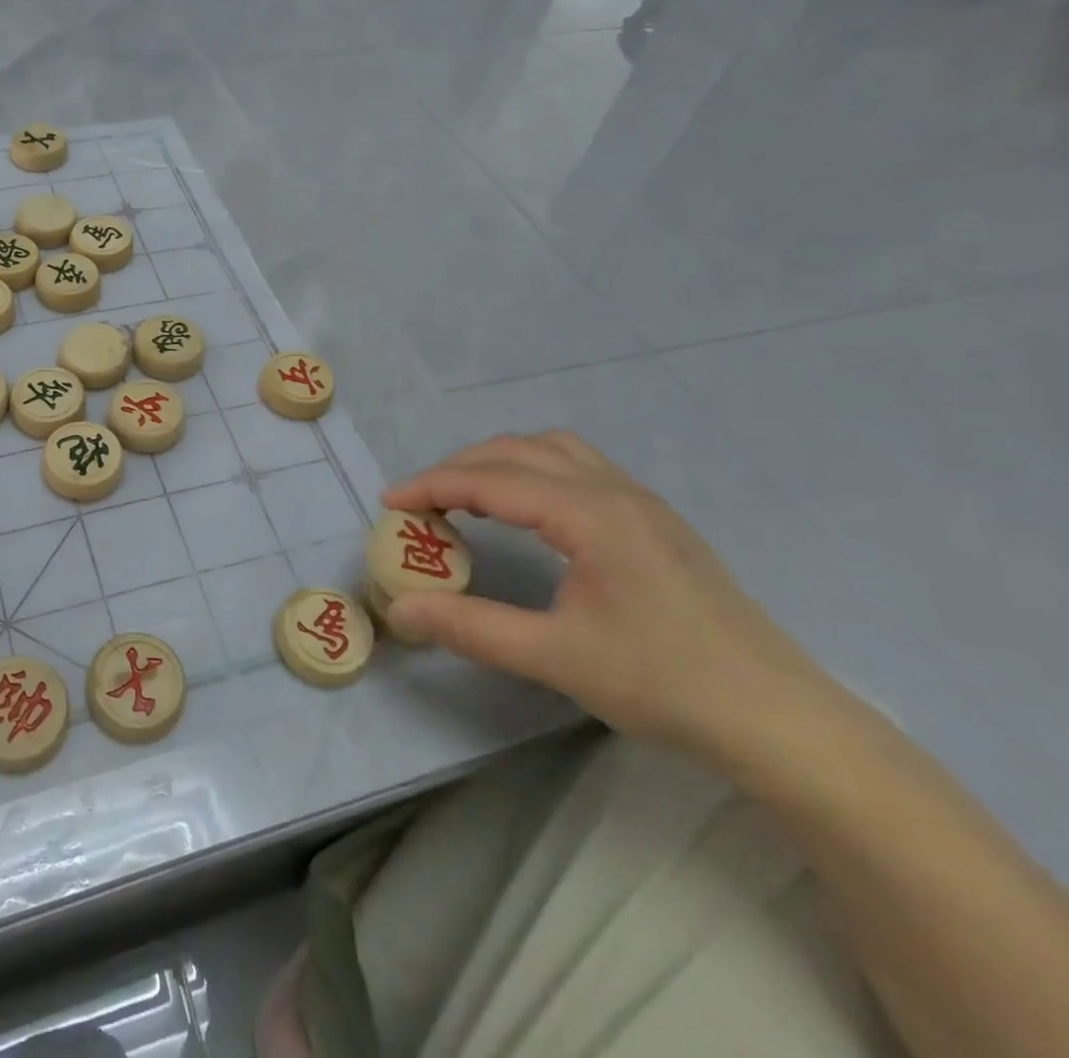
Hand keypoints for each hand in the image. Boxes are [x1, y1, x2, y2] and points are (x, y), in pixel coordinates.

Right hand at [383, 432, 831, 762]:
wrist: (783, 721)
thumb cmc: (667, 684)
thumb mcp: (556, 657)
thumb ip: (470, 627)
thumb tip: (400, 610)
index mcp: (593, 515)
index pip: (493, 480)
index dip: (433, 485)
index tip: (389, 502)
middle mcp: (617, 492)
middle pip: (521, 450)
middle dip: (461, 467)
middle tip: (422, 501)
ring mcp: (643, 503)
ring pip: (555, 451)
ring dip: (501, 462)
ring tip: (466, 496)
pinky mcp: (657, 522)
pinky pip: (580, 469)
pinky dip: (534, 472)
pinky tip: (527, 511)